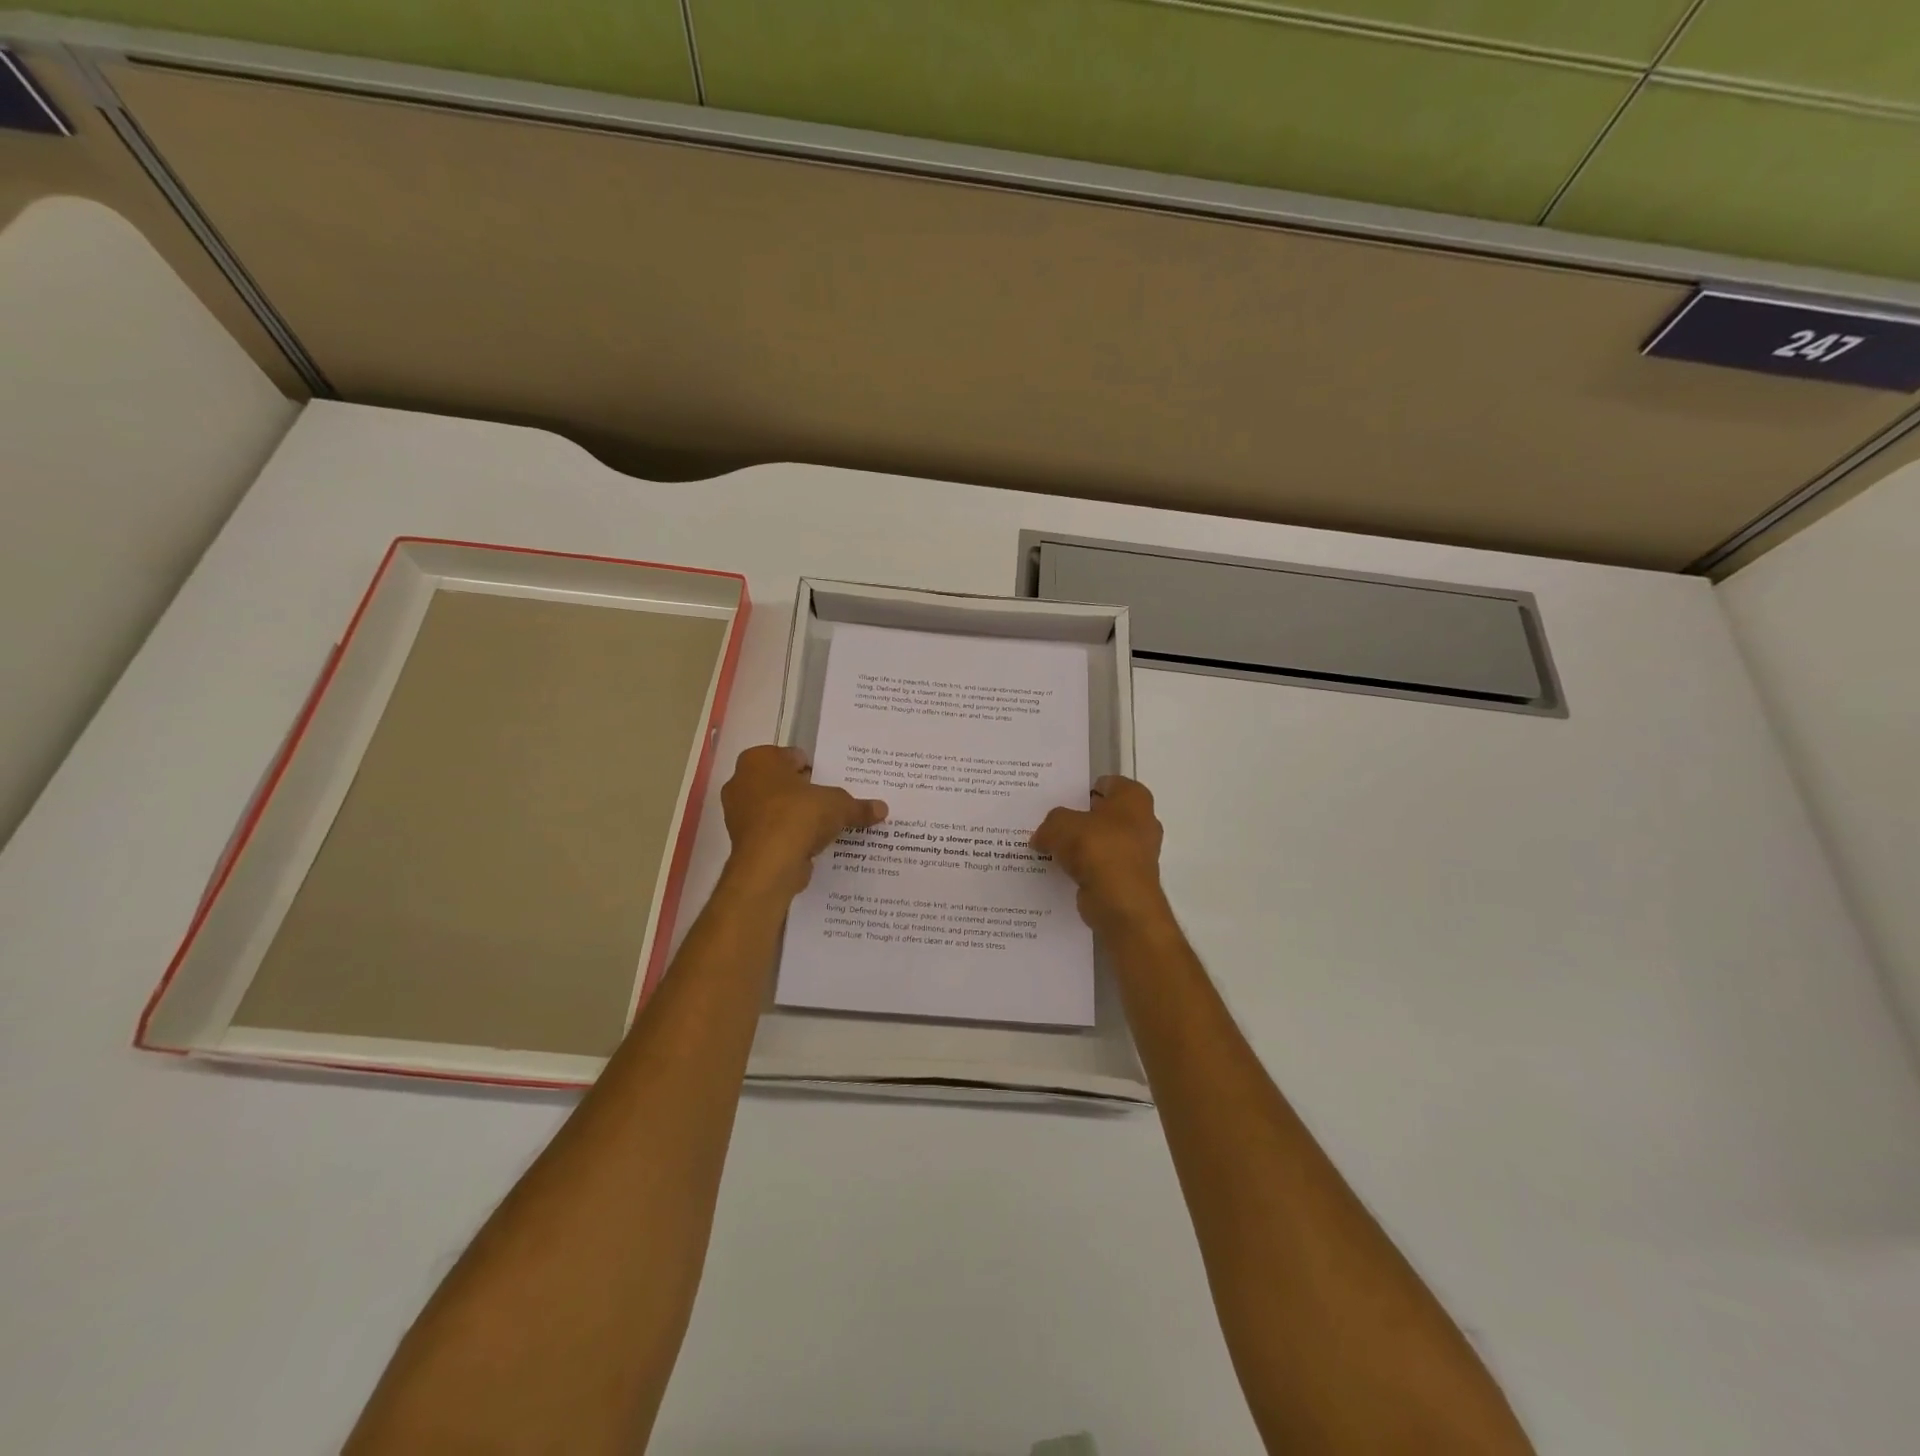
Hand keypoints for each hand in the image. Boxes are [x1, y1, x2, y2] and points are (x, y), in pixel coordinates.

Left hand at [718, 745, 886, 898]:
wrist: (769, 863)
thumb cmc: (799, 816)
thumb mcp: (839, 805)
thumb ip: (858, 806)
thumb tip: (882, 809)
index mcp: (759, 760)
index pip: (793, 757)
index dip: (815, 769)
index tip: (833, 783)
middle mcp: (741, 781)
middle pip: (781, 783)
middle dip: (802, 793)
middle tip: (830, 803)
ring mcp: (737, 813)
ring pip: (774, 809)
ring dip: (794, 816)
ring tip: (823, 827)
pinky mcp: (741, 841)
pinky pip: (770, 833)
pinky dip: (786, 837)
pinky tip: (808, 845)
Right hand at [1031, 776, 1170, 936]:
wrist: (1120, 901)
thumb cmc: (1096, 848)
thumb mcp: (1060, 824)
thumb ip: (1050, 823)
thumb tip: (1042, 836)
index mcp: (1134, 798)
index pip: (1107, 783)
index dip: (1082, 789)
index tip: (1059, 799)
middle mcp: (1142, 821)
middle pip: (1104, 814)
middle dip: (1080, 819)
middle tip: (1050, 823)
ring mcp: (1138, 852)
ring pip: (1102, 842)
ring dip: (1081, 847)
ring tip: (1050, 849)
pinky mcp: (1129, 879)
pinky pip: (1101, 867)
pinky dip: (1084, 869)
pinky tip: (1061, 872)